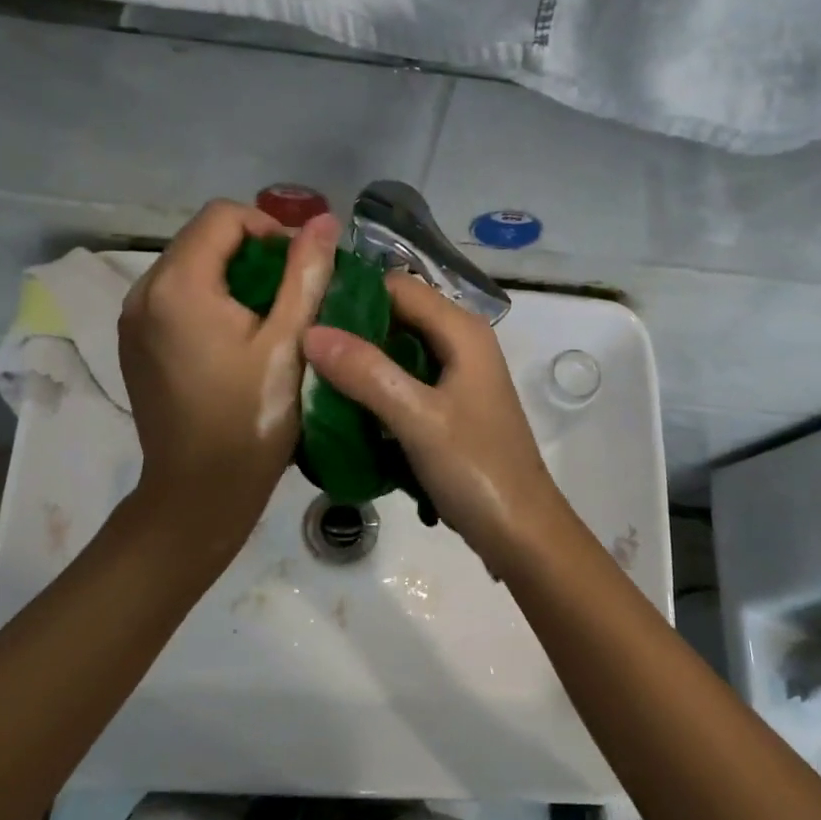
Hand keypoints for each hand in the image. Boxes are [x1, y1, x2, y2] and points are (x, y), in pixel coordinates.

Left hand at [119, 200, 338, 557]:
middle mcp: (143, 292)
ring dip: (230, 275)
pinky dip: (207, 300)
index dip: (269, 227)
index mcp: (178, 285)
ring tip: (268, 315)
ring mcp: (131, 320)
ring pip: (187, 267)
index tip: (300, 267)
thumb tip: (325, 221)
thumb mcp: (289, 342)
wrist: (199, 492)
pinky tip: (234, 337)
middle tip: (291, 292)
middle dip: (251, 251)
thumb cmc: (251, 418)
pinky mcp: (133, 344)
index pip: (223, 216)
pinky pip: (173, 297)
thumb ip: (306, 273)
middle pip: (202, 239)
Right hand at [302, 274, 568, 567]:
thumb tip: (310, 332)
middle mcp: (461, 343)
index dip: (351, 293)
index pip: (397, 287)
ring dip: (359, 362)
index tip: (303, 312)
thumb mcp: (417, 418)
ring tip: (309, 375)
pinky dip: (375, 388)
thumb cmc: (476, 470)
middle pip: (396, 316)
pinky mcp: (449, 407)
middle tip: (298, 347)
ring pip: (397, 351)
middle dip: (350, 328)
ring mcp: (456, 377)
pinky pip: (404, 382)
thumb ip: (366, 372)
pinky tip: (342, 406)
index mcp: (462, 331)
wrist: (522, 532)